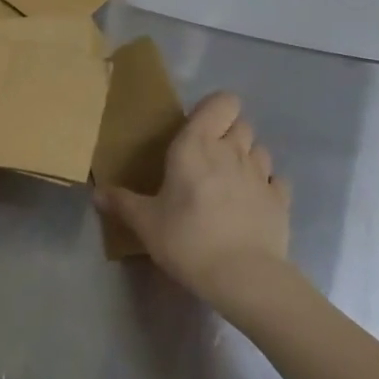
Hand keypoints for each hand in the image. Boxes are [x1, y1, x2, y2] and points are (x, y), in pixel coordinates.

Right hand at [95, 91, 292, 314]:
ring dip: (248, 157)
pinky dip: (267, 186)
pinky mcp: (281, 199)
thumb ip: (123, 203)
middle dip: (229, 134)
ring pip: (260, 148)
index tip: (199, 129)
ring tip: (232, 181)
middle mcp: (232, 149)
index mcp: (198, 144)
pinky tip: (254, 203)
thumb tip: (97, 193)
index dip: (215, 109)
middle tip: (210, 159)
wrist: (243, 276)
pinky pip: (277, 180)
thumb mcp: (146, 223)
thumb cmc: (187, 239)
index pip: (222, 101)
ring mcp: (261, 173)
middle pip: (242, 123)